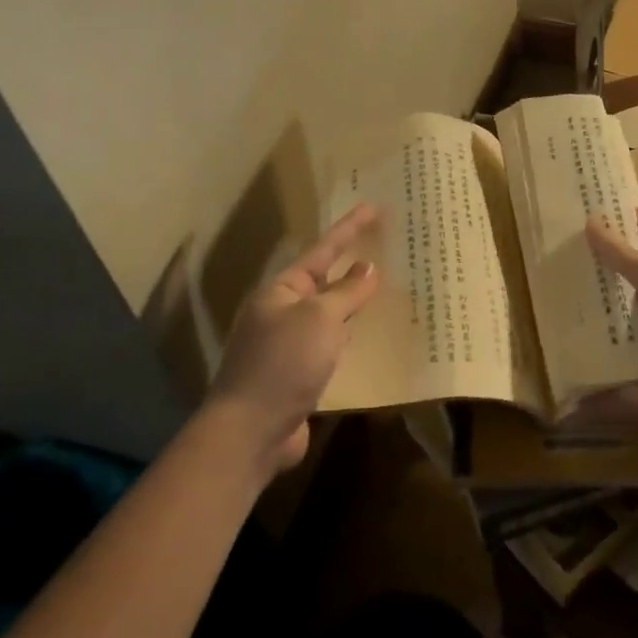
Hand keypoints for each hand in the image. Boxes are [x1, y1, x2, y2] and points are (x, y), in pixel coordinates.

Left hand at [201, 202, 381, 477]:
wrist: (251, 431)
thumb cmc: (284, 363)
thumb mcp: (319, 319)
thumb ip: (346, 292)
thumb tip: (367, 268)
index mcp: (281, 291)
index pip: (322, 250)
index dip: (350, 228)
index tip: (374, 207)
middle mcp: (281, 313)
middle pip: (324, 281)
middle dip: (352, 265)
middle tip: (385, 248)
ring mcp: (288, 346)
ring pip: (329, 316)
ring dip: (354, 304)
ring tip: (386, 288)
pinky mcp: (297, 375)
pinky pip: (330, 346)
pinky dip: (350, 338)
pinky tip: (371, 339)